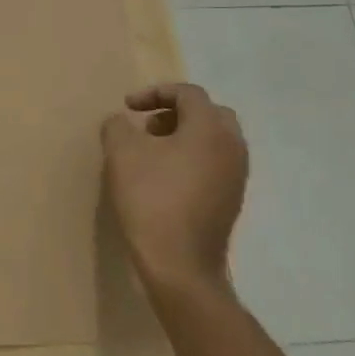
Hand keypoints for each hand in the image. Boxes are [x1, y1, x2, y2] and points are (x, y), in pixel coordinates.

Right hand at [102, 83, 247, 299]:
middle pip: (209, 113)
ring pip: (213, 140)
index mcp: (210, 128)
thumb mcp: (121, 154)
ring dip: (183, 136)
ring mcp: (237, 175)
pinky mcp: (232, 199)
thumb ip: (117, 127)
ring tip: (151, 152)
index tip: (127, 107)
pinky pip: (214, 163)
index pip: (188, 93)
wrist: (180, 262)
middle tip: (146, 126)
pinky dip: (191, 158)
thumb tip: (121, 122)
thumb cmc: (151, 199)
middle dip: (175, 112)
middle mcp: (233, 146)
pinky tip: (164, 178)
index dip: (154, 93)